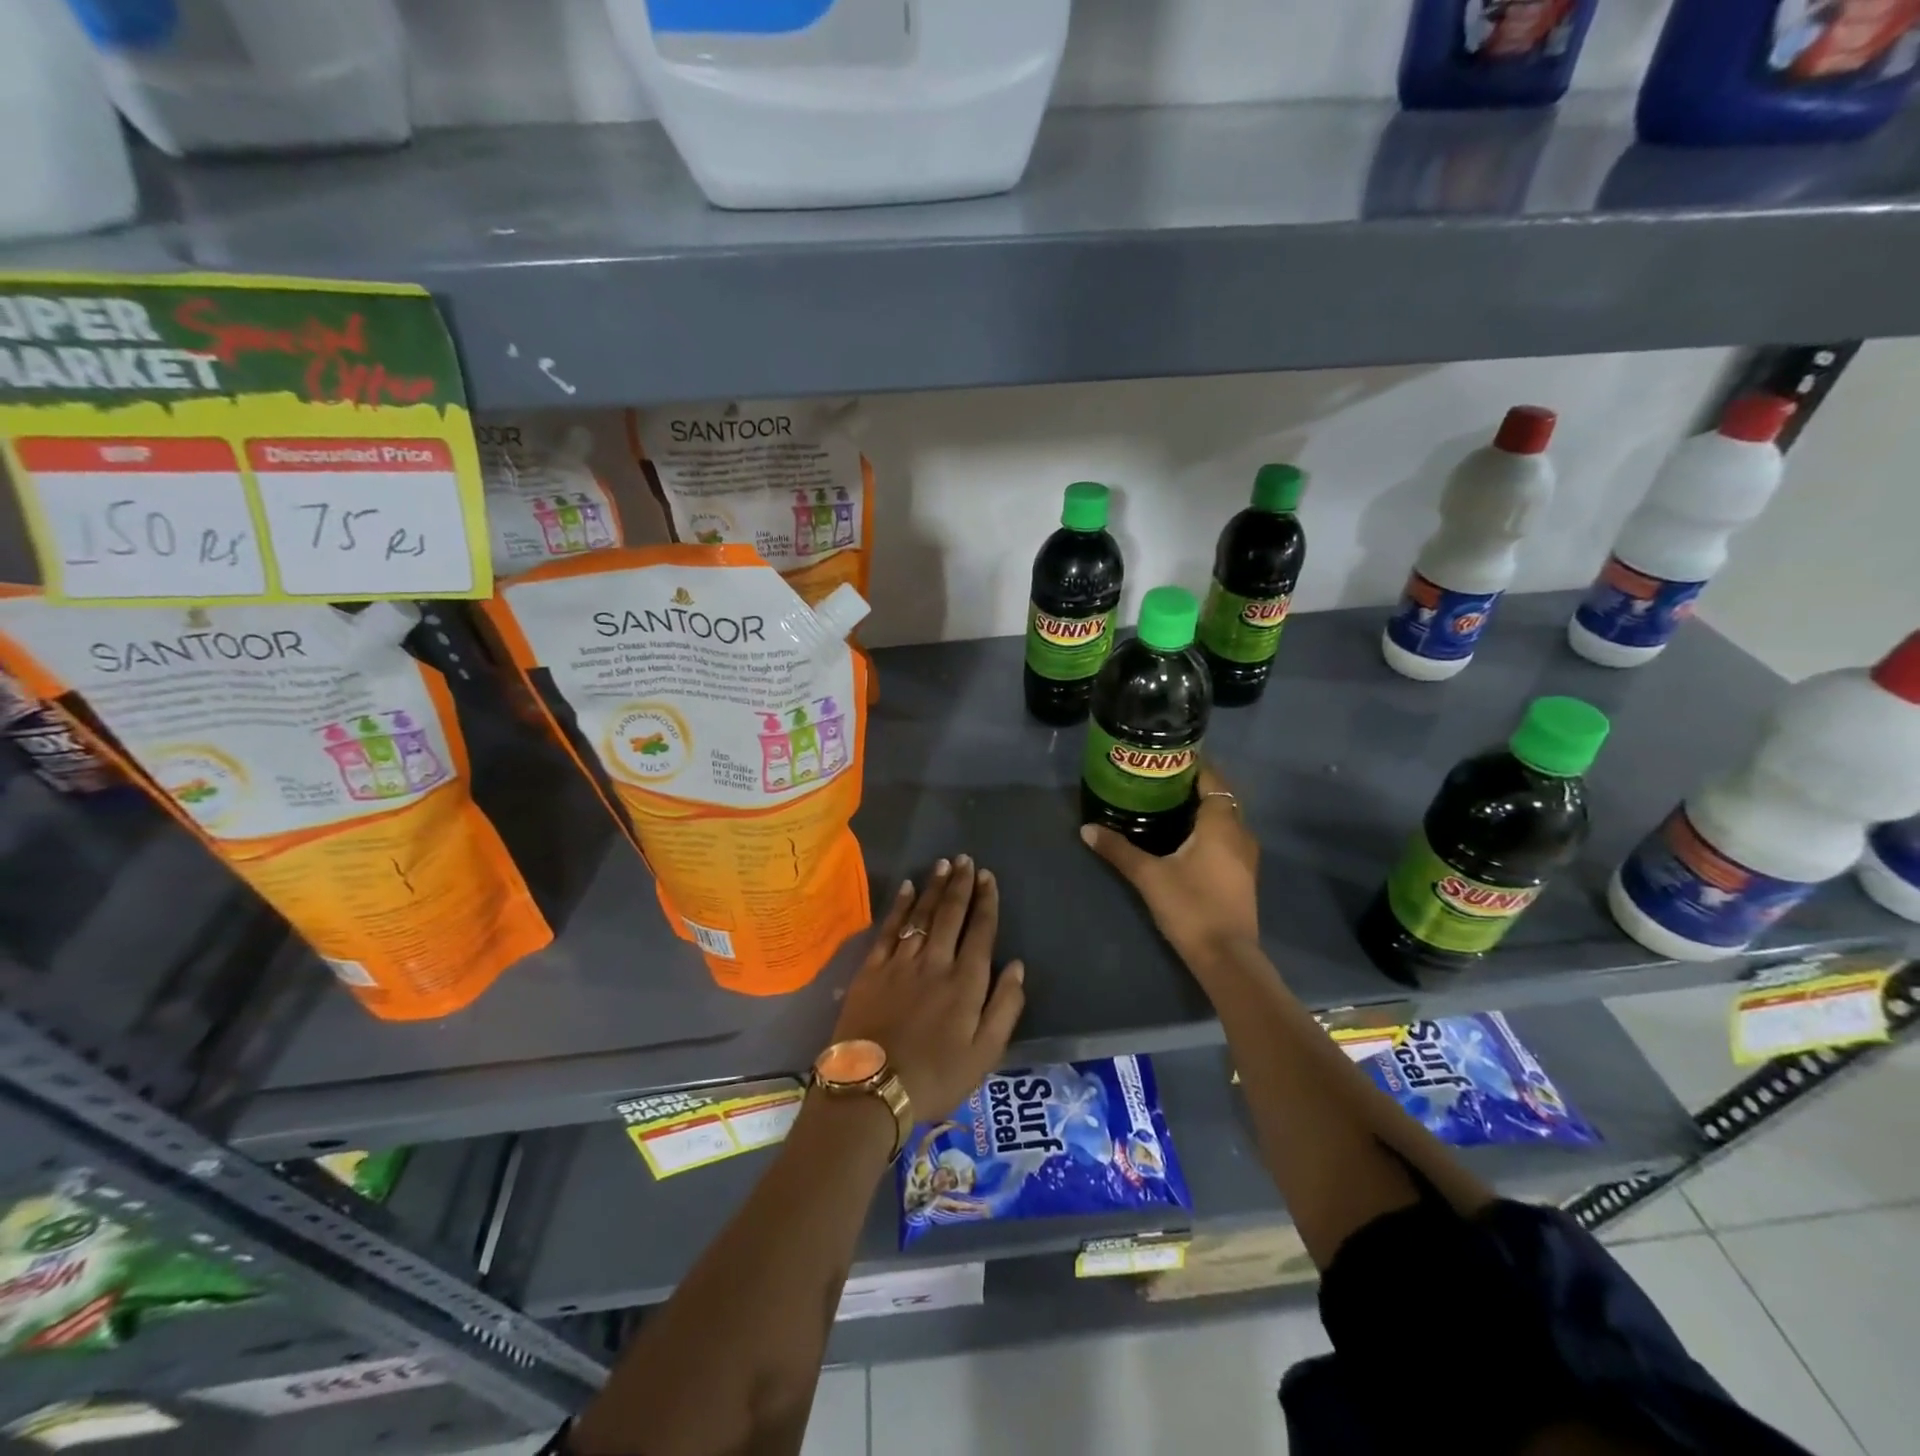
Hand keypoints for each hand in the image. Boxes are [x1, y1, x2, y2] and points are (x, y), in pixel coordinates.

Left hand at [830, 855, 1026, 1123]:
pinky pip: (890, 928)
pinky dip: (901, 905)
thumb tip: (1016, 966)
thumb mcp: (985, 1054)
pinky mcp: (872, 969)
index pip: (981, 931)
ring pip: (922, 915)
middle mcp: (936, 962)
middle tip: (967, 860)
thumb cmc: (936, 1077)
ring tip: (944, 864)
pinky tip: (908, 887)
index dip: (987, 902)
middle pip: (951, 914)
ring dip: (935, 887)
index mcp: (966, 982)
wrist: (872, 1089)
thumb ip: (1005, 1007)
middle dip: (961, 884)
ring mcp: (901, 962)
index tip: (989, 877)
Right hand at [1080, 763, 1259, 964]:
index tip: (1167, 760)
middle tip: (1160, 783)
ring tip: (1168, 808)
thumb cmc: (1190, 906)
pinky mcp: (1243, 876)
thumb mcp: (1148, 876)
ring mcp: (1246, 856)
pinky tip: (1185, 840)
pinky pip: (1227, 839)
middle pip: (1220, 798)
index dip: (1193, 766)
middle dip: (1194, 787)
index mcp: (1221, 823)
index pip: (1212, 779)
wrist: (1226, 956)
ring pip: (1226, 820)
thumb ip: (1119, 849)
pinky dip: (1209, 831)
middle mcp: (1240, 833)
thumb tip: (1087, 828)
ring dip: (1203, 811)